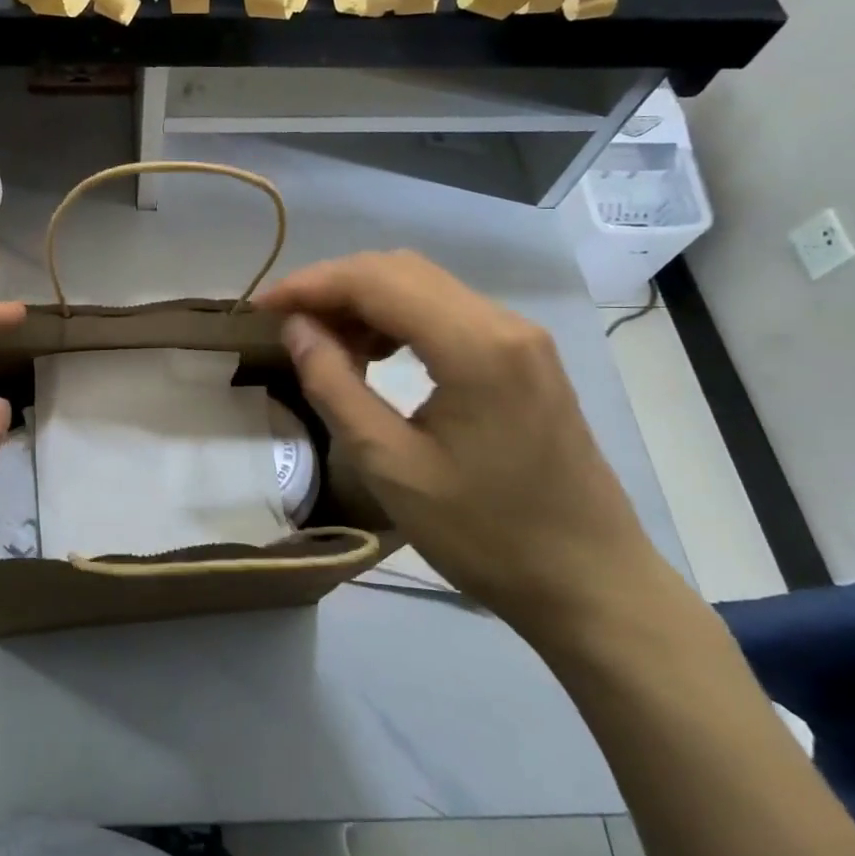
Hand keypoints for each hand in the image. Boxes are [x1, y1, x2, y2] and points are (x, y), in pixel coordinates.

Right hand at [258, 251, 664, 642]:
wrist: (592, 584)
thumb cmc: (487, 535)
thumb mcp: (392, 467)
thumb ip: (335, 386)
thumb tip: (296, 328)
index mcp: (475, 345)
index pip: (376, 280)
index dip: (311, 285)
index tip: (262, 307)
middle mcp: (502, 322)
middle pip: (400, 271)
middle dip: (334, 287)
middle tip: (287, 325)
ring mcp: (520, 336)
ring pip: (424, 286)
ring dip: (365, 301)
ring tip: (324, 343)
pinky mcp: (524, 356)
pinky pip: (447, 312)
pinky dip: (398, 319)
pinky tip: (374, 353)